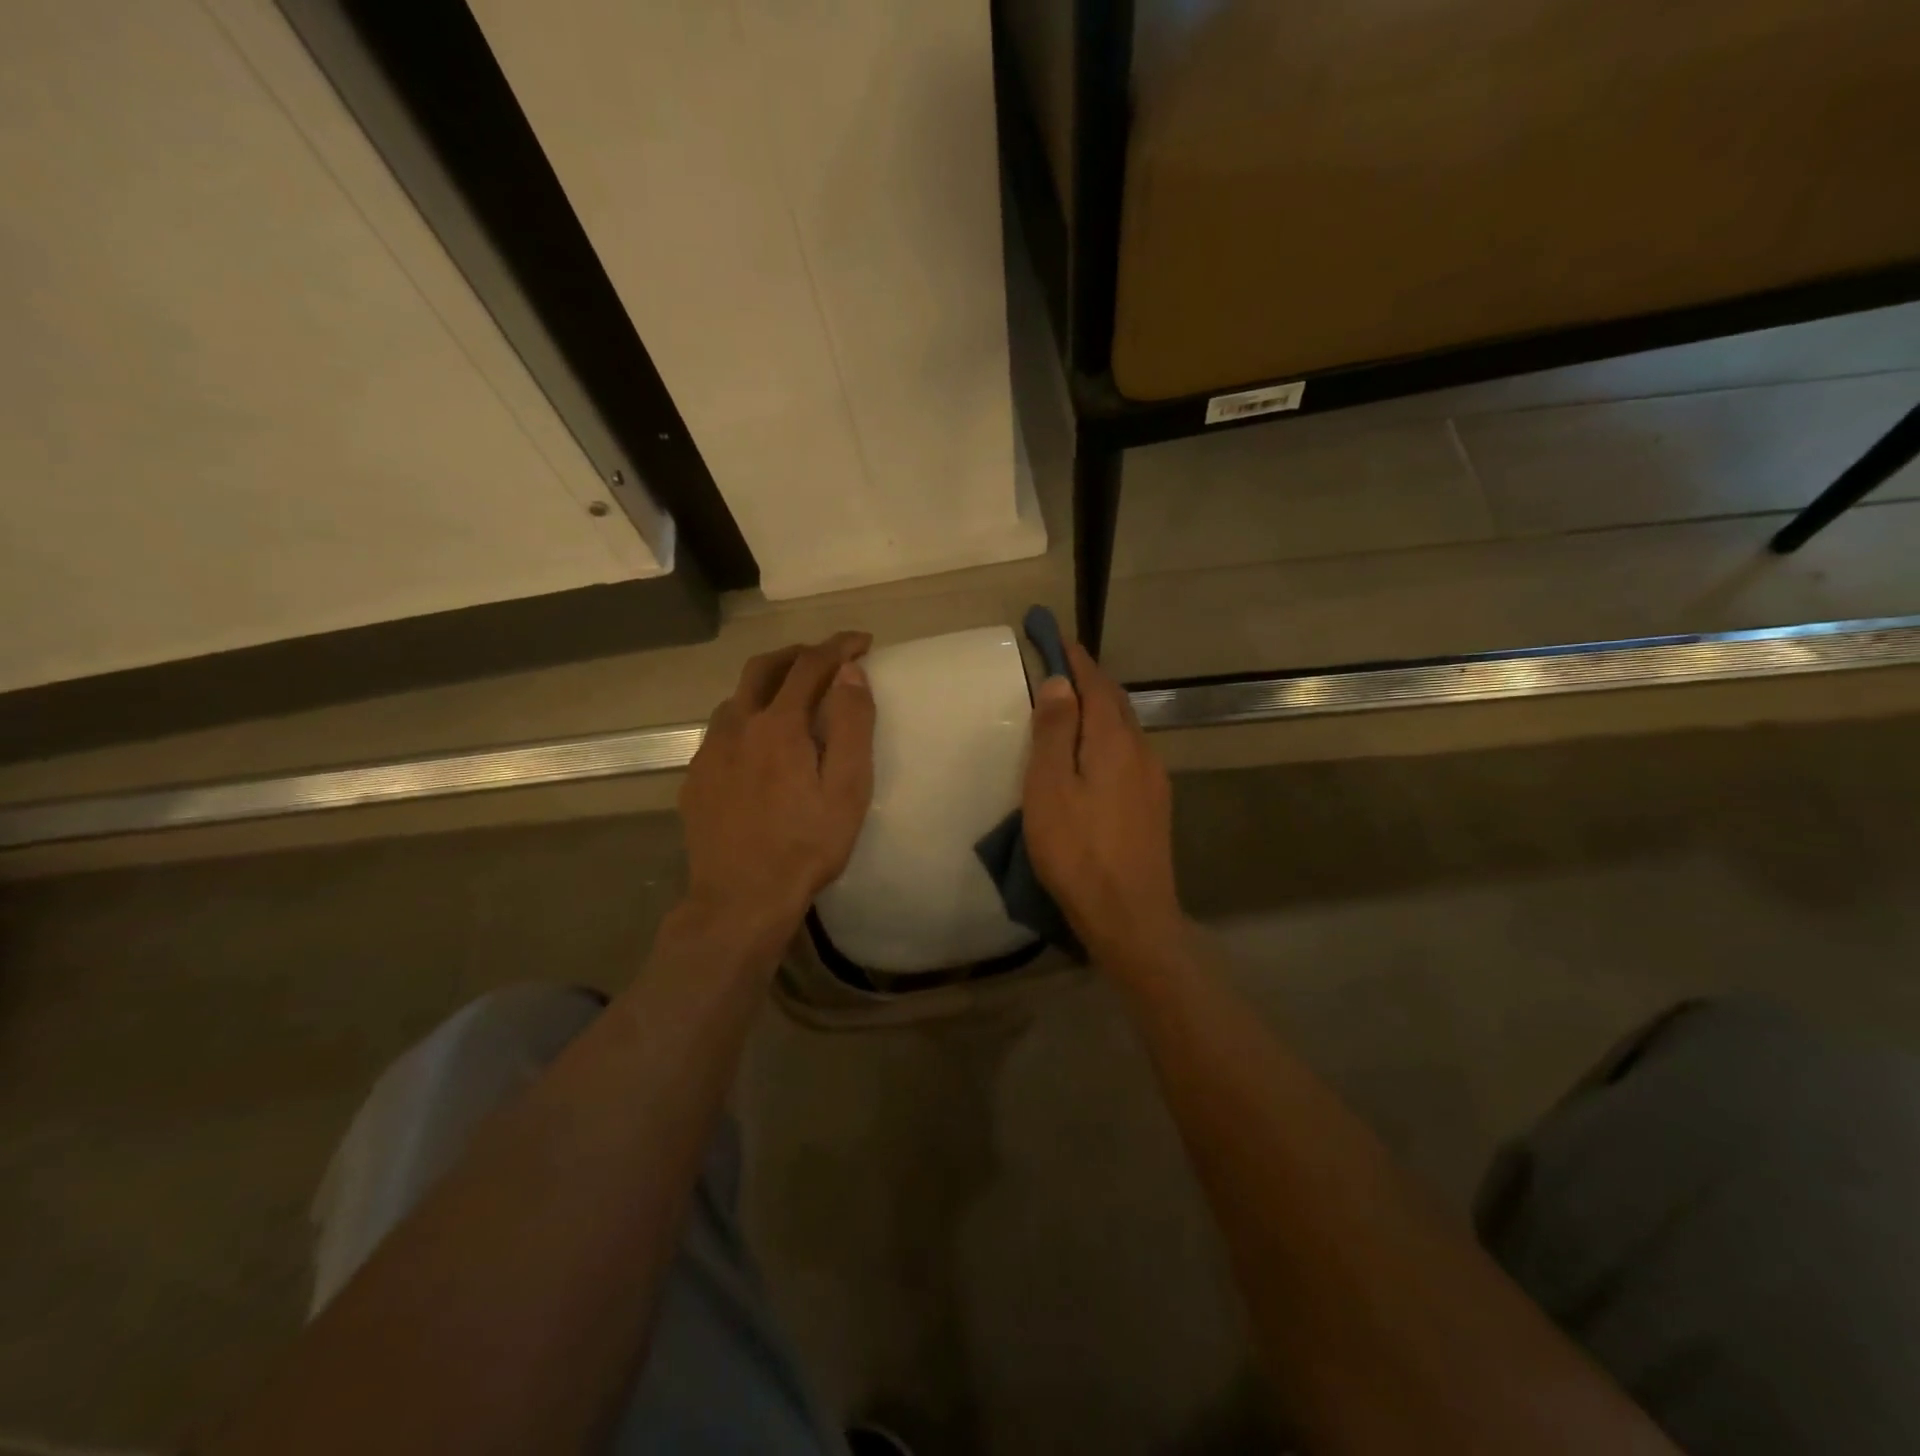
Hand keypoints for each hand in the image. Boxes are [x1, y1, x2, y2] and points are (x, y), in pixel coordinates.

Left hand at [679, 633, 875, 935]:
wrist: (740, 900)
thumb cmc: (806, 846)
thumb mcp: (847, 789)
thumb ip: (851, 725)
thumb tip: (851, 673)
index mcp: (779, 725)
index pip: (811, 665)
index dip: (839, 646)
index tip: (862, 642)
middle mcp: (737, 726)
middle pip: (764, 667)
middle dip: (798, 653)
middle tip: (826, 658)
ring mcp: (709, 752)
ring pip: (736, 697)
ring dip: (767, 684)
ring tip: (793, 697)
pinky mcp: (695, 778)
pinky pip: (721, 730)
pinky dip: (746, 717)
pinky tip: (757, 745)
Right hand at [1022, 641, 1186, 970]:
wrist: (1131, 916)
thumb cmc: (1078, 851)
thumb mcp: (1049, 788)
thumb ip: (1054, 732)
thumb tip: (1061, 683)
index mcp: (1114, 740)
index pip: (1095, 684)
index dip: (1075, 658)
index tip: (1054, 635)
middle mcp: (1141, 751)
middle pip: (1114, 703)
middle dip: (1088, 680)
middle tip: (1059, 666)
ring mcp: (1152, 780)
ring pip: (1124, 729)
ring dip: (1099, 710)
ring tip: (1071, 707)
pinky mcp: (1153, 805)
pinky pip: (1128, 754)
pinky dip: (1106, 738)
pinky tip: (1092, 755)